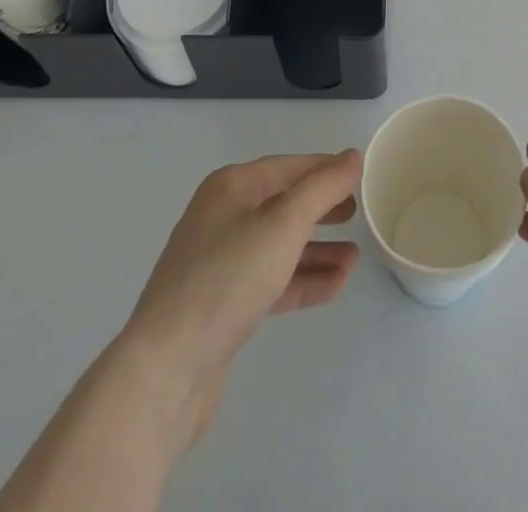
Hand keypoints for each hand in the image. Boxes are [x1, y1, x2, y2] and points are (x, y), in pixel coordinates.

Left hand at [0, 151, 361, 511]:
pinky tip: (334, 287)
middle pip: (283, 204)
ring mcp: (219, 263)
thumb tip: (352, 156)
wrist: (165, 370)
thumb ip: (323, 187)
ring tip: (355, 258)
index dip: (326, 169)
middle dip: (322, 209)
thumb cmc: (228, 278)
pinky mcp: (222, 305)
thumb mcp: (284, 223)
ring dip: (318, 250)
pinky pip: (271, 281)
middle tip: (358, 214)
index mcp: (232, 187)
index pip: (290, 166)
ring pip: (279, 246)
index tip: (362, 177)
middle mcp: (223, 216)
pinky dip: (302, 280)